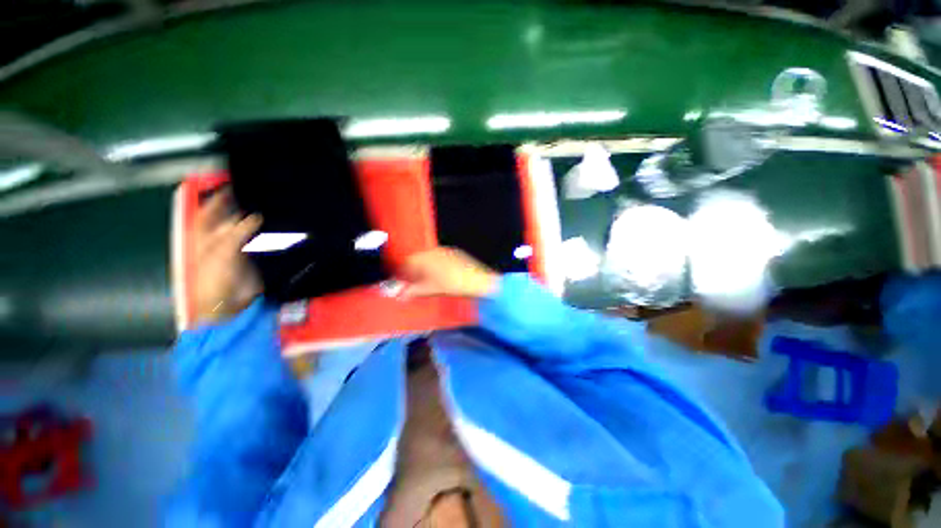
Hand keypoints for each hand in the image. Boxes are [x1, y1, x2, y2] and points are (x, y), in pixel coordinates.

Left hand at [193, 188, 262, 323]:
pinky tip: (282, 225)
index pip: (210, 210)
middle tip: (261, 192)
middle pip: (232, 216)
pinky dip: (272, 232)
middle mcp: (221, 238)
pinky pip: (264, 240)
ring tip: (275, 205)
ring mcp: (239, 247)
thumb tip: (256, 216)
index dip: (219, 195)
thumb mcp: (220, 254)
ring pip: (251, 227)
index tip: (233, 181)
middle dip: (244, 204)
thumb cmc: (214, 281)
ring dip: (261, 218)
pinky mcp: (255, 256)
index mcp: (205, 236)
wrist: (230, 306)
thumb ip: (236, 233)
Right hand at [398, 248, 498, 298]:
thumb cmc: (453, 284)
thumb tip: (400, 295)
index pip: (407, 262)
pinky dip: (436, 266)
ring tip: (426, 281)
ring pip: (429, 258)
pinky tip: (441, 277)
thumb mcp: (430, 289)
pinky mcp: (456, 254)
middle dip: (413, 270)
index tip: (401, 282)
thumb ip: (413, 291)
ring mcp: (447, 251)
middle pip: (418, 259)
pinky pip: (440, 258)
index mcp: (426, 257)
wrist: (478, 282)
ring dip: (424, 268)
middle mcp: (435, 251)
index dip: (402, 273)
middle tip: (413, 283)